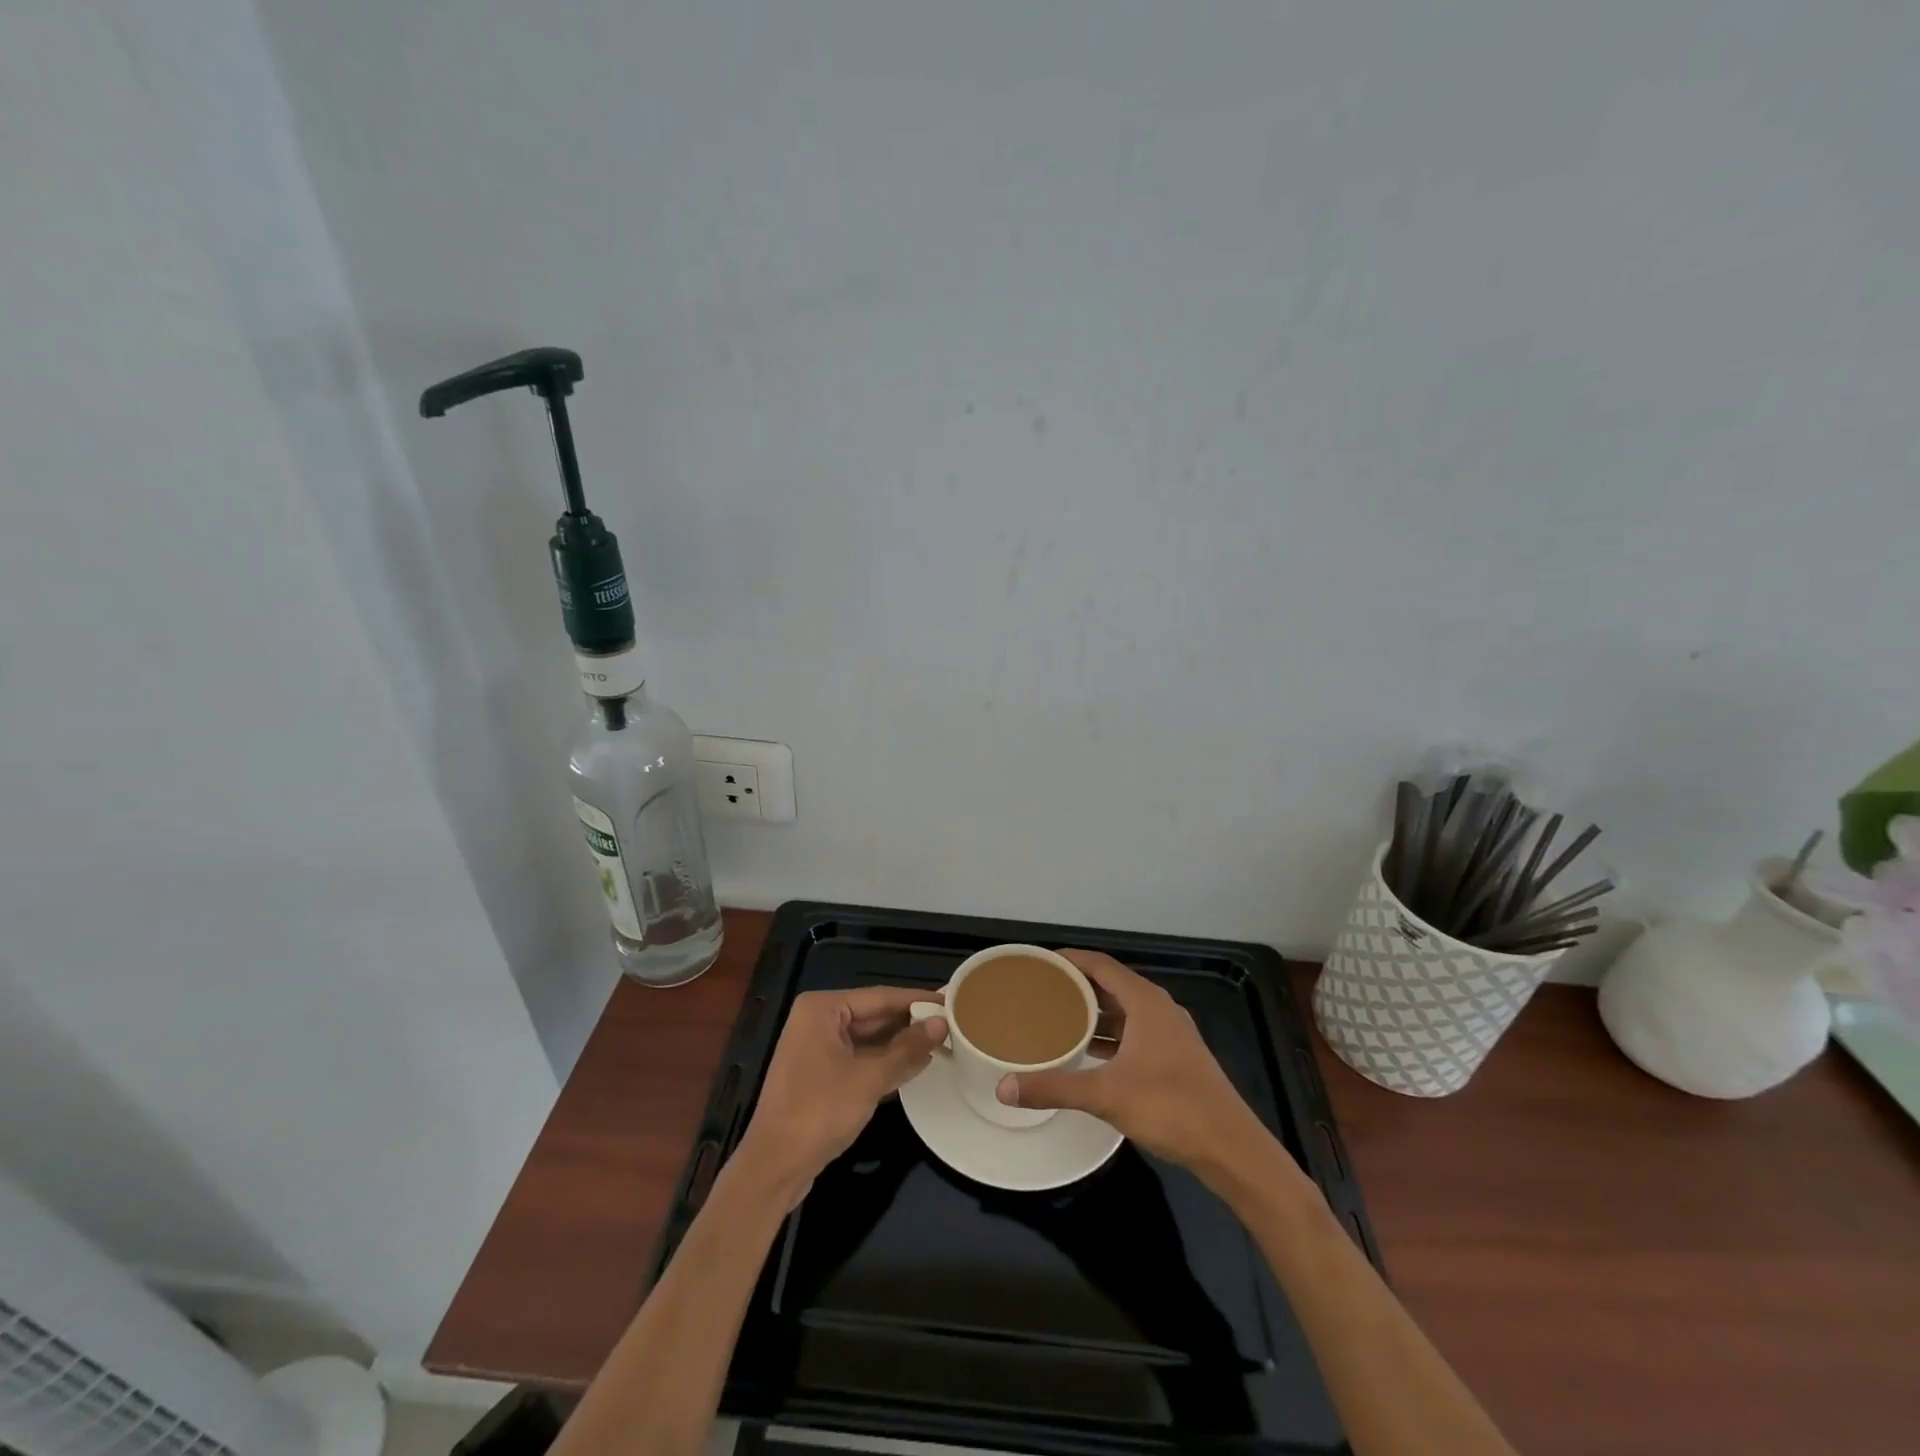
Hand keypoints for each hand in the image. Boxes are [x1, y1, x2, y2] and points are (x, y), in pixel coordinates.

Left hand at [733, 986, 946, 1199]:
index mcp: (822, 1009)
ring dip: (901, 1045)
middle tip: (951, 1023)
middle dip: (910, 1023)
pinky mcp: (820, 1076)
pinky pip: (860, 1059)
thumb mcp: (869, 1078)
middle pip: (874, 1016)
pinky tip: (915, 1066)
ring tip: (942, 1043)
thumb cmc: (819, 1111)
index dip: (916, 999)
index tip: (950, 999)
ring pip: (868, 1040)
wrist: (775, 1167)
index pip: (879, 996)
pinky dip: (885, 1063)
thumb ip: (907, 1049)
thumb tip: (941, 1023)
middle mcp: (817, 1021)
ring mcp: (817, 1049)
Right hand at [996, 950, 1278, 1181]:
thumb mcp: (1106, 1095)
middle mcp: (1159, 1009)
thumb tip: (1004, 1088)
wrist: (1231, 1148)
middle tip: (1040, 991)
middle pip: (1111, 985)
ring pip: (1124, 1011)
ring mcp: (1170, 1034)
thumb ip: (1054, 1088)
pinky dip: (1109, 1035)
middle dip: (1077, 986)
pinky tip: (1088, 1052)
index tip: (1039, 962)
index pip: (1101, 965)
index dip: (1070, 959)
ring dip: (1093, 1012)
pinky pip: (1133, 1032)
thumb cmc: (1170, 1107)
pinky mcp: (1175, 1058)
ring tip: (1056, 1018)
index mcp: (1145, 1002)